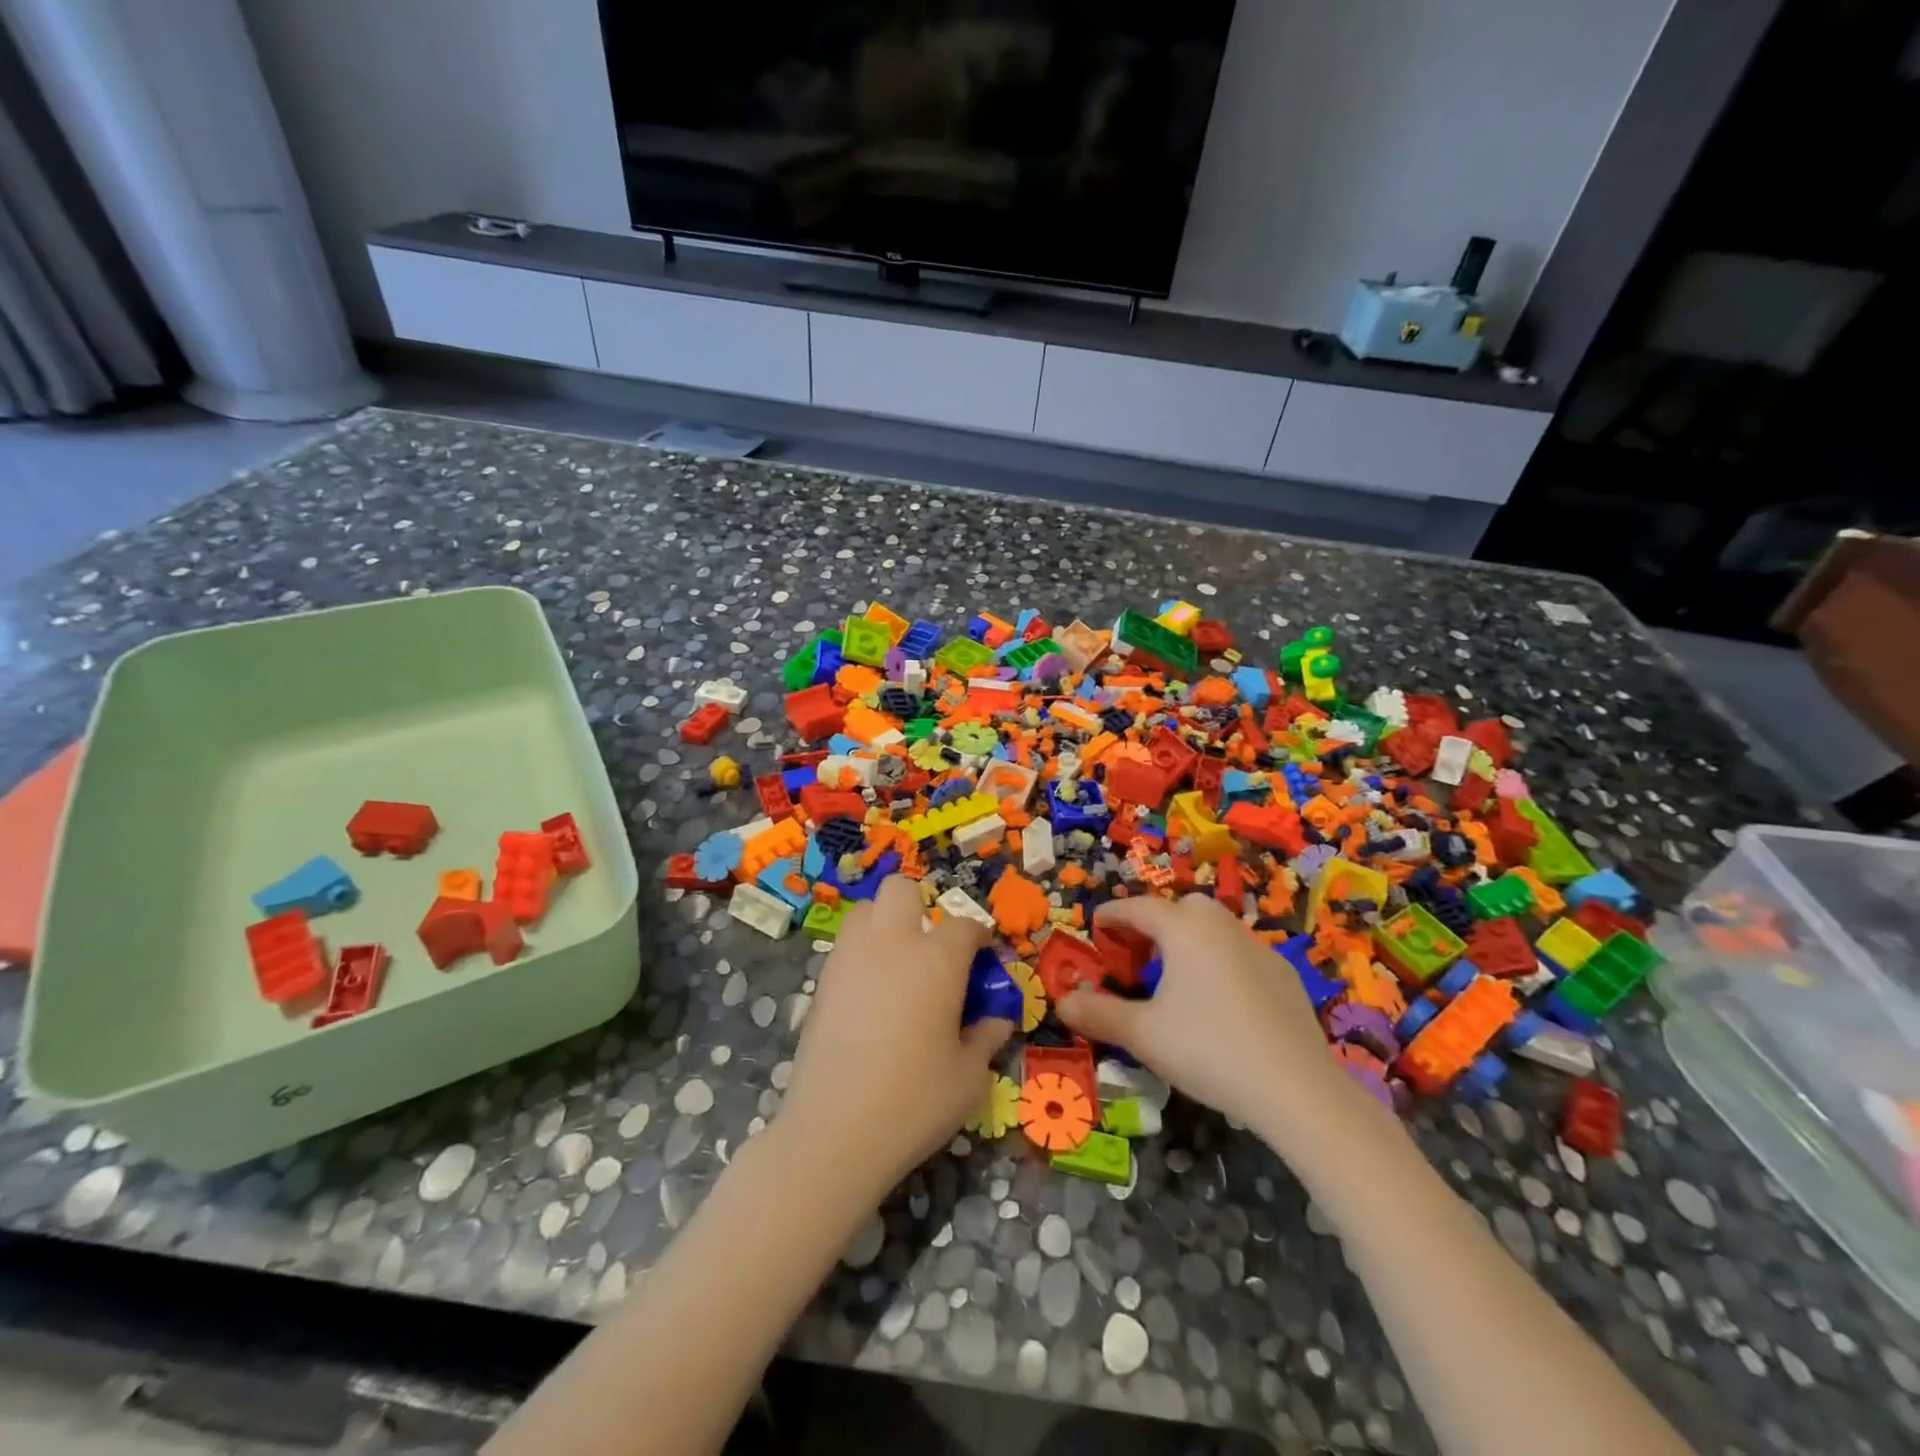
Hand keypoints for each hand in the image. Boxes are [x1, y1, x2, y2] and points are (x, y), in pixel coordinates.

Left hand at [779, 876, 1014, 1200]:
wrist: (834, 1131)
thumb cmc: (915, 1101)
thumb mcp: (969, 1076)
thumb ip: (986, 1036)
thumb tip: (996, 1019)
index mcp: (937, 959)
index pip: (964, 926)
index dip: (978, 939)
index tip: (983, 960)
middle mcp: (892, 944)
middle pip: (901, 890)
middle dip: (920, 907)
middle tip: (932, 951)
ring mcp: (850, 958)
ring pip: (866, 911)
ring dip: (885, 925)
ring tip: (898, 968)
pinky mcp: (821, 982)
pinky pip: (846, 947)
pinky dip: (862, 956)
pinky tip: (872, 998)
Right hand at [1057, 894, 1374, 1156]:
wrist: (1298, 1089)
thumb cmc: (1209, 1050)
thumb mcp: (1143, 1035)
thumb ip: (1099, 1014)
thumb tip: (1063, 1002)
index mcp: (1183, 929)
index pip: (1137, 908)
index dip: (1111, 916)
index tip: (1095, 925)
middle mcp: (1220, 926)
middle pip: (1179, 908)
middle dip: (1152, 922)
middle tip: (1135, 952)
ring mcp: (1257, 948)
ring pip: (1212, 927)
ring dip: (1187, 939)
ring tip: (1173, 976)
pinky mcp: (1283, 974)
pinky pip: (1238, 952)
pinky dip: (1218, 960)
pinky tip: (1218, 1000)